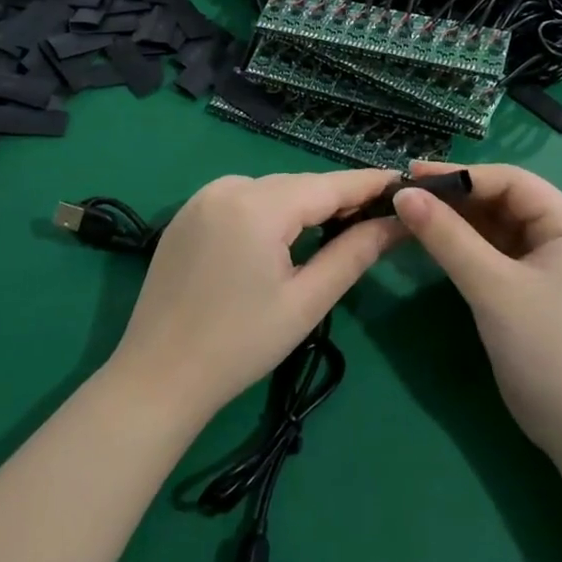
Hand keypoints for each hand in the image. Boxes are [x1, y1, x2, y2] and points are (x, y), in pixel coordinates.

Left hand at [107, 170, 404, 425]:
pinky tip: (285, 238)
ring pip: (271, 191)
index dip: (369, 184)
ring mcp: (202, 198)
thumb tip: (397, 223)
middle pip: (299, 185)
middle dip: (338, 199)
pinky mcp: (187, 215)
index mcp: (257, 205)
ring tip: (338, 229)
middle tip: (378, 218)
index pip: (329, 185)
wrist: (157, 378)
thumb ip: (354, 253)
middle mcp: (228, 187)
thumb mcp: (306, 301)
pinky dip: (271, 212)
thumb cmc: (240, 345)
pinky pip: (243, 200)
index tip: (404, 184)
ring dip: (304, 206)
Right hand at [394, 163, 561, 462]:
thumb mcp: (492, 287)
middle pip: (501, 201)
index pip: (508, 181)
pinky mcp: (532, 290)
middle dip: (454, 198)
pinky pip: (494, 255)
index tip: (410, 175)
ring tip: (411, 216)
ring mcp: (548, 265)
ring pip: (495, 228)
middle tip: (404, 197)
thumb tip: (403, 194)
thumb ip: (447, 237)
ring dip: (456, 222)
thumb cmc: (547, 348)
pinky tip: (434, 245)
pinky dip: (464, 248)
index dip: (458, 174)